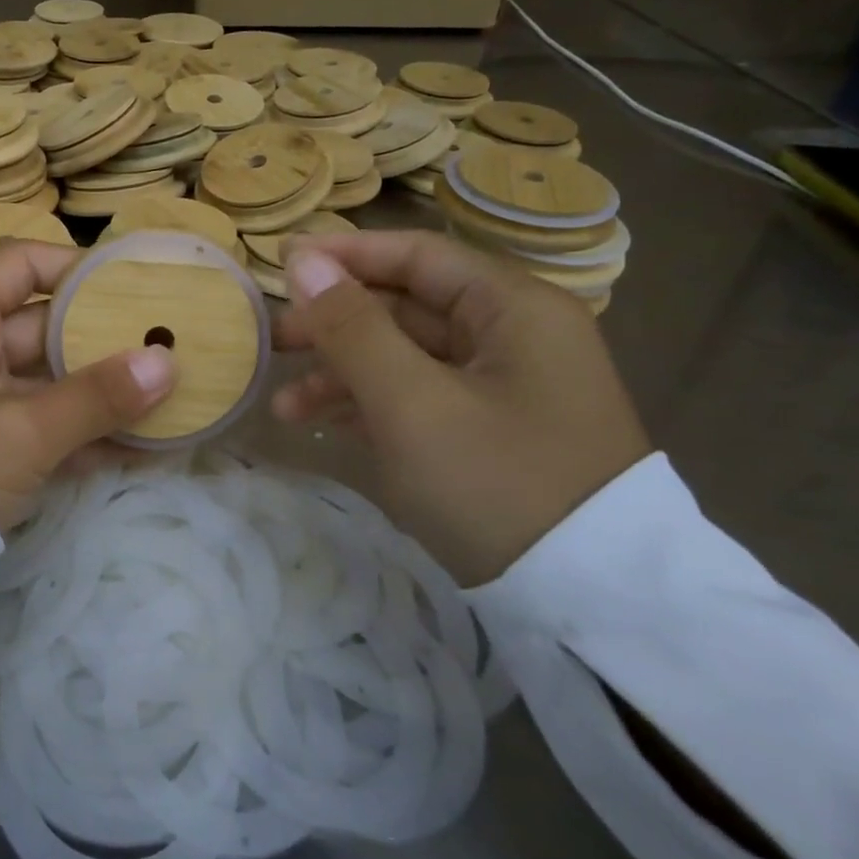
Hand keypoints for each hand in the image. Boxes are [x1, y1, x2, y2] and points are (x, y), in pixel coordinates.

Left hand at [0, 241, 174, 530]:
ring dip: (100, 393)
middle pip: (43, 324)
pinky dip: (79, 432)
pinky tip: (138, 446)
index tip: (138, 287)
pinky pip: (37, 422)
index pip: (23, 263)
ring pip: (46, 379)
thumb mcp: (22, 430)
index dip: (79, 269)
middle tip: (169, 346)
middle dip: (105, 340)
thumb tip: (167, 364)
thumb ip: (97, 396)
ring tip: (168, 396)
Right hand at [273, 230, 649, 585]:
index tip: (279, 265)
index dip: (344, 256)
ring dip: (342, 373)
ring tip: (283, 407)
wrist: (587, 603)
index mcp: (513, 308)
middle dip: (333, 324)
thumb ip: (352, 328)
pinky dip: (368, 404)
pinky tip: (321, 424)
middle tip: (271, 343)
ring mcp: (502, 385)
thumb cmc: (496, 483)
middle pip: (405, 306)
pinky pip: (417, 395)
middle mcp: (513, 335)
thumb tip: (302, 262)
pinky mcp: (490, 428)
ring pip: (404, 356)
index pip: (417, 255)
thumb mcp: (412, 403)